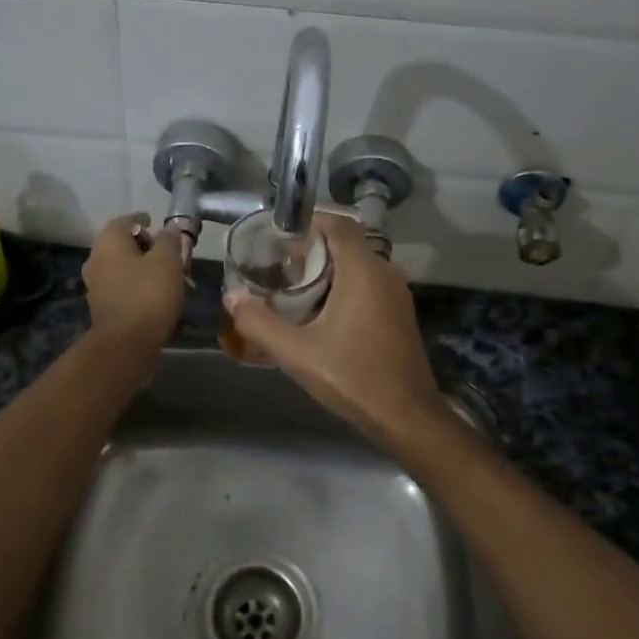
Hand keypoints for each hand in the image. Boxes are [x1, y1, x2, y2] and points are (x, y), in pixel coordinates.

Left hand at [83, 212, 187, 351]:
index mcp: (109, 242)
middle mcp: (96, 258)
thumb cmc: (148, 295)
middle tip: (170, 254)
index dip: (144, 220)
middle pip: (123, 244)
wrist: (125, 344)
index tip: (159, 225)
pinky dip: (137, 285)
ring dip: (143, 267)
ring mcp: (96, 284)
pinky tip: (156, 295)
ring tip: (168, 276)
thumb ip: (170, 240)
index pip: (126, 220)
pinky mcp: (102, 306)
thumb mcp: (168, 261)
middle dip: (147, 246)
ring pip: (123, 266)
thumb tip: (169, 229)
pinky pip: (122, 286)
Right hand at [223, 213, 445, 443]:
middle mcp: (385, 273)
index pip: (338, 224)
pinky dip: (343, 285)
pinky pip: (368, 284)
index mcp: (364, 271)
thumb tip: (231, 297)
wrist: (407, 416)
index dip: (308, 221)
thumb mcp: (297, 352)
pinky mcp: (399, 314)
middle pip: (346, 243)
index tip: (277, 234)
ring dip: (327, 268)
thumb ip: (259, 323)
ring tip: (292, 286)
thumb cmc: (353, 377)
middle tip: (277, 263)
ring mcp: (396, 294)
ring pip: (358, 265)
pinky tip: (319, 312)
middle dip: (312, 247)